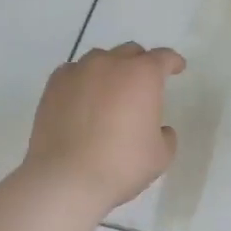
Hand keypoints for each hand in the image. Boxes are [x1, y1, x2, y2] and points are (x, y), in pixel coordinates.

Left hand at [21, 44, 184, 215]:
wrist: (66, 178)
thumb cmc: (121, 166)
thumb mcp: (160, 156)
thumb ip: (165, 135)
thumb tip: (159, 129)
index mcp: (142, 75)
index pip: (163, 58)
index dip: (173, 62)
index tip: (177, 68)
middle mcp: (110, 64)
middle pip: (130, 52)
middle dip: (140, 64)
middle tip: (143, 85)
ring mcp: (78, 72)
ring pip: (100, 59)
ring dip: (110, 70)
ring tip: (110, 92)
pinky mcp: (53, 86)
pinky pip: (73, 73)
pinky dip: (83, 80)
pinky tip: (82, 98)